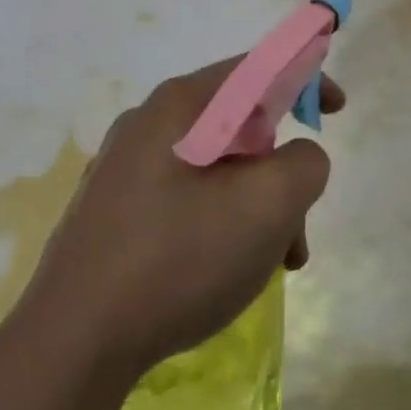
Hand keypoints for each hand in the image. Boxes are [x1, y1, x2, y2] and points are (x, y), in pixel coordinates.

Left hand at [16, 59, 342, 385]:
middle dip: (281, 172)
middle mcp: (146, 126)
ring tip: (273, 265)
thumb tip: (296, 158)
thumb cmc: (180, 259)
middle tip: (298, 227)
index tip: (336, 111)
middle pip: (239, 128)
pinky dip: (221, 225)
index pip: (255, 69)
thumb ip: (304, 164)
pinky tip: (226, 274)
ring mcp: (123, 170)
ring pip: (215, 171)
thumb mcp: (268, 205)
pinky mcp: (112, 212)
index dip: (305, 79)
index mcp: (180, 107)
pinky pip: (185, 200)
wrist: (74, 341)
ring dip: (256, 209)